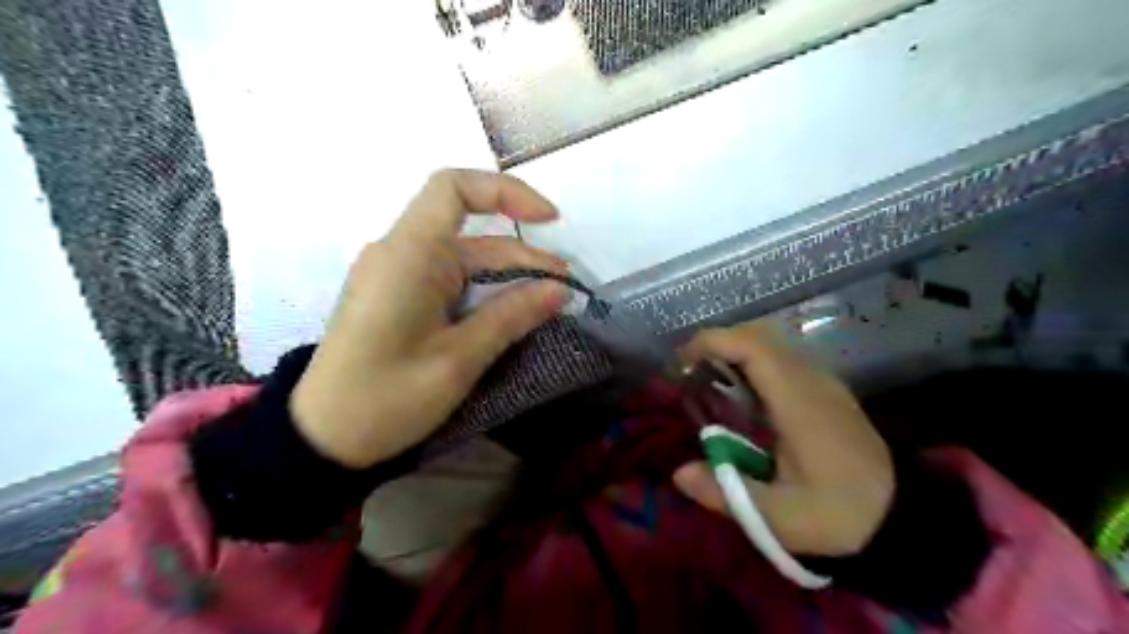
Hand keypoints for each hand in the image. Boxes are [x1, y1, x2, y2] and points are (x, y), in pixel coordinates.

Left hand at [289, 171, 573, 467]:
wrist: (323, 438)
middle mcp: (401, 254)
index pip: (454, 189)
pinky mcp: (399, 298)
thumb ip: (511, 317)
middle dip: (524, 257)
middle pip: (473, 237)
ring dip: (509, 279)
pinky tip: (512, 314)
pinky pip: (450, 282)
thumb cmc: (386, 398)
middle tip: (565, 289)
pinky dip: (485, 293)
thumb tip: (559, 290)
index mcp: (409, 256)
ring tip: (550, 303)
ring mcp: (398, 276)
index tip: (548, 221)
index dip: (506, 192)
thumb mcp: (458, 359)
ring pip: (465, 262)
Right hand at [674, 322, 894, 555]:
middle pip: (758, 335)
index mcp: (798, 401)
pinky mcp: (826, 389)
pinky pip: (782, 358)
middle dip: (716, 343)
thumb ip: (727, 494)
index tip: (681, 363)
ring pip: (771, 342)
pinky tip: (741, 395)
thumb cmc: (839, 514)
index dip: (712, 342)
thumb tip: (679, 473)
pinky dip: (752, 361)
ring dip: (734, 350)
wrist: (903, 516)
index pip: (753, 346)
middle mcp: (810, 379)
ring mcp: (822, 381)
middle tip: (688, 373)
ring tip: (708, 380)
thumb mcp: (779, 517)